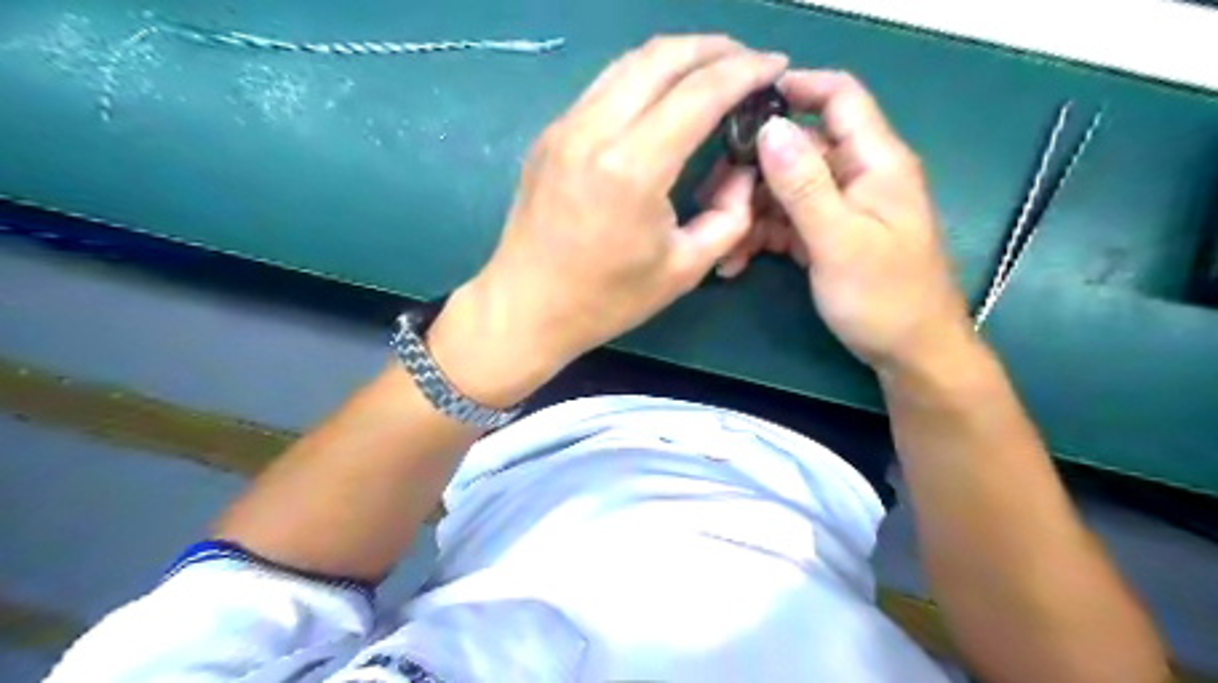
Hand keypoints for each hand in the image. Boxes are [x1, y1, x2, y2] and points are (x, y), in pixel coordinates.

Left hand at [431, 35, 790, 405]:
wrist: (526, 307)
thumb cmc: (606, 299)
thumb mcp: (685, 269)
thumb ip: (731, 216)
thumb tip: (745, 172)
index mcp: (632, 168)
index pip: (700, 92)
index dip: (746, 71)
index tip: (776, 65)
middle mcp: (594, 131)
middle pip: (662, 57)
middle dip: (715, 48)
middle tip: (748, 62)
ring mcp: (564, 127)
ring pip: (629, 62)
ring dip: (677, 57)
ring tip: (712, 69)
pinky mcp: (549, 135)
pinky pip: (605, 86)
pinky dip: (644, 77)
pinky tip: (663, 97)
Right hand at [709, 73, 976, 371]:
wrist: (909, 353)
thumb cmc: (884, 297)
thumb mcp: (839, 240)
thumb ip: (804, 184)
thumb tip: (770, 128)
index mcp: (875, 162)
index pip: (839, 98)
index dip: (796, 89)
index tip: (742, 107)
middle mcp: (857, 176)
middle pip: (797, 151)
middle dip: (753, 173)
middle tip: (714, 201)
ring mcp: (839, 208)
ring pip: (784, 191)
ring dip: (749, 214)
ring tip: (722, 246)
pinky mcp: (826, 236)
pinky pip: (785, 223)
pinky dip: (759, 238)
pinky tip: (735, 263)